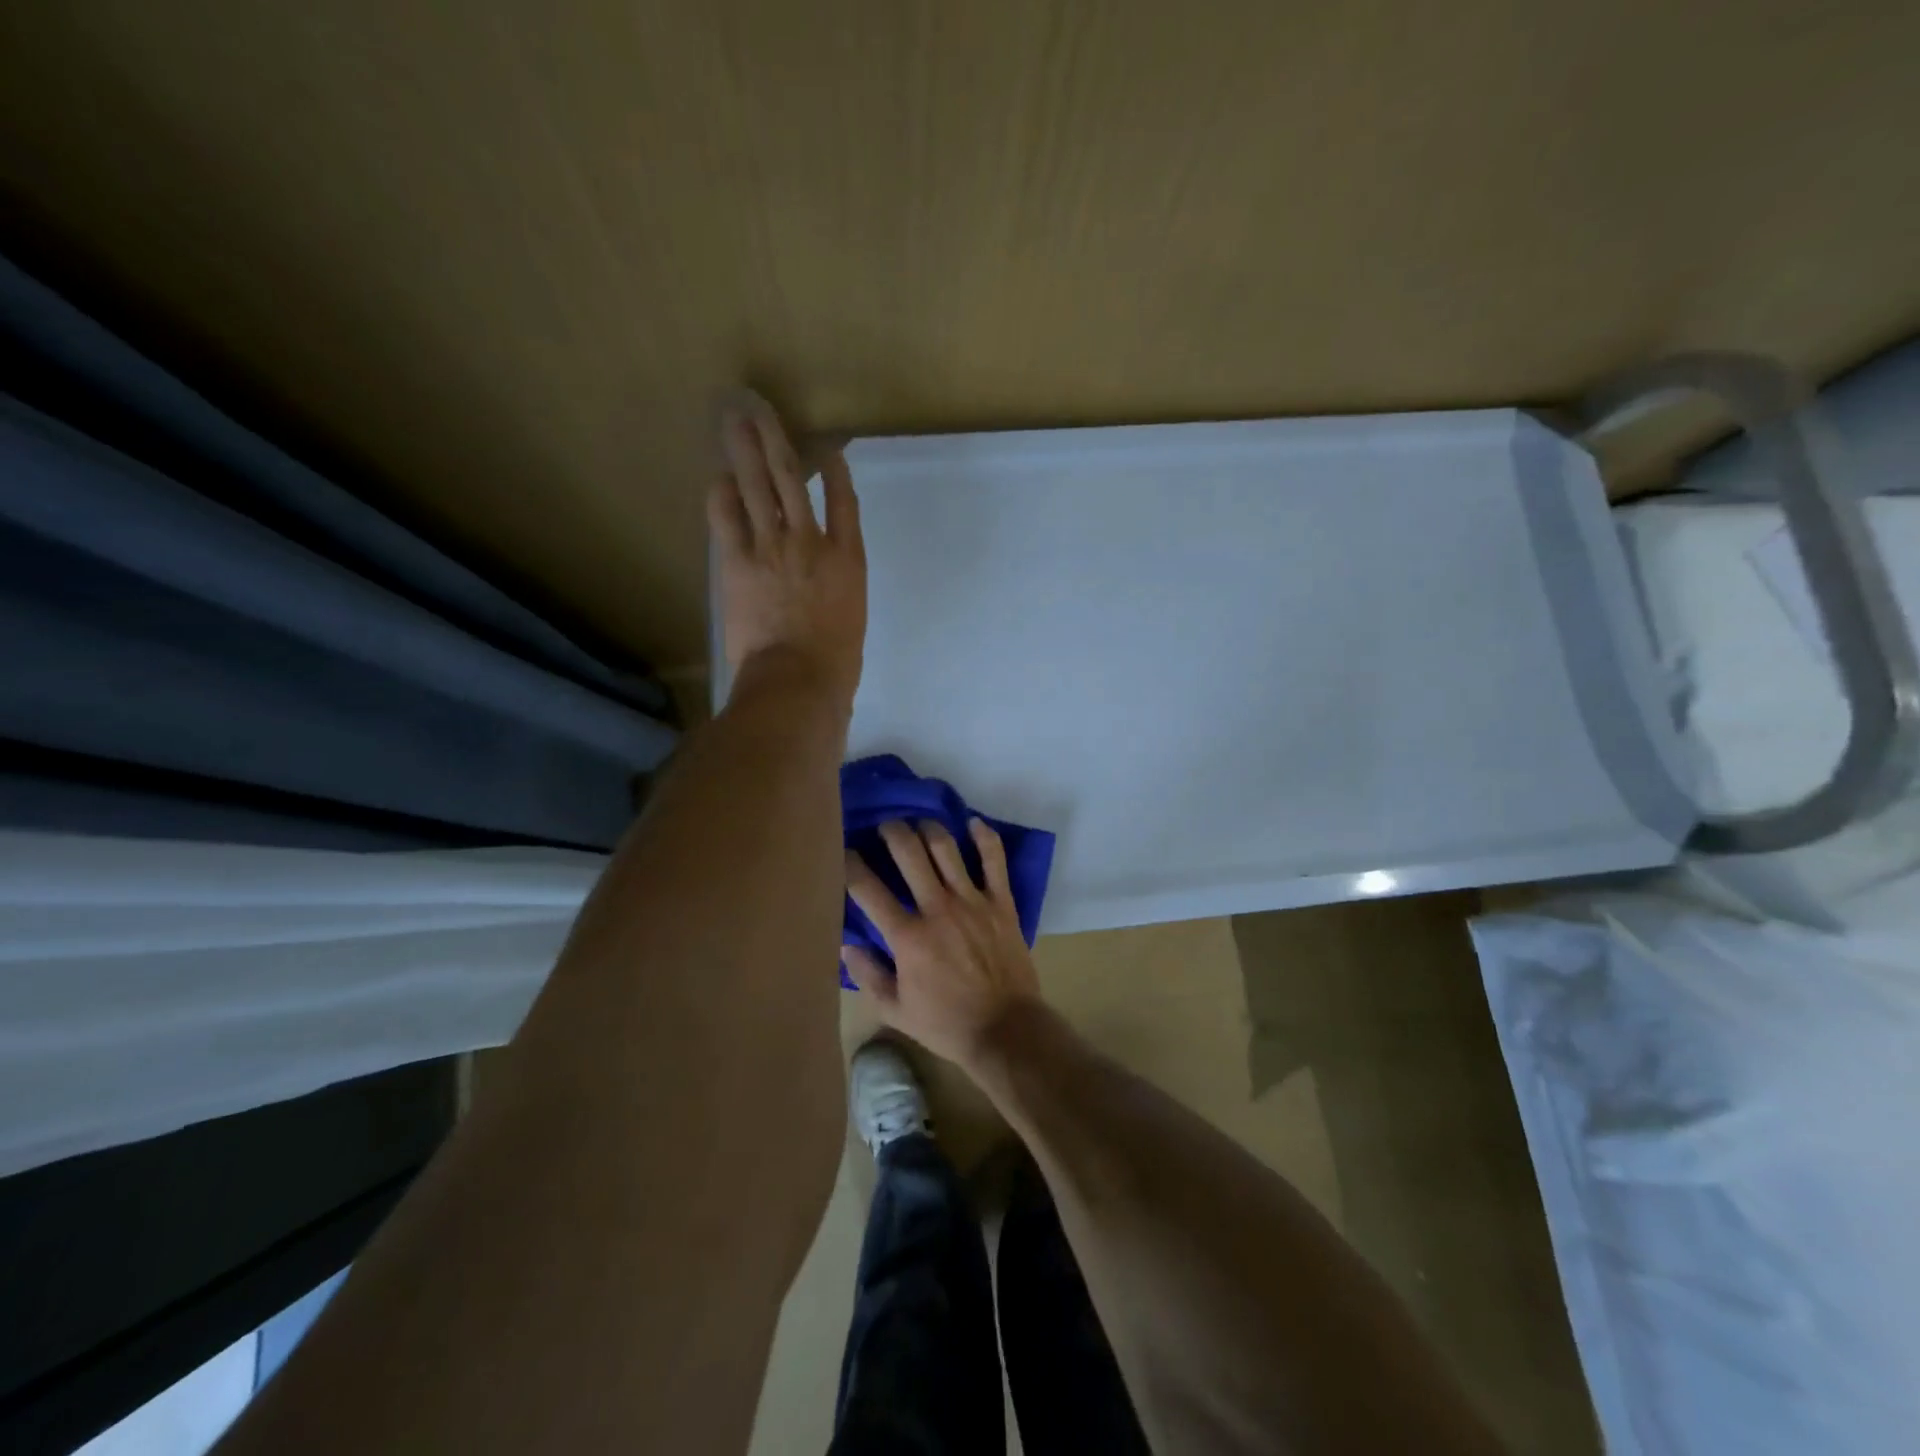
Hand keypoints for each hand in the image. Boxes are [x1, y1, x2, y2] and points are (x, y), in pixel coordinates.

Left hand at [708, 392, 865, 708]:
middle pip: (793, 479)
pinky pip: (726, 517)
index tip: (831, 449)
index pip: (845, 502)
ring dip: (744, 450)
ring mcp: (773, 547)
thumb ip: (837, 592)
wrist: (799, 679)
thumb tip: (819, 588)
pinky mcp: (738, 562)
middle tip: (761, 410)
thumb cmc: (835, 662)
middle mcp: (811, 541)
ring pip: (758, 486)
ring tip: (735, 422)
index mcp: (848, 559)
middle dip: (776, 441)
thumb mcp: (850, 620)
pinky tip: (718, 479)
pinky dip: (721, 495)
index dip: (837, 470)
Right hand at [843, 818, 1043, 1070]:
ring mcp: (972, 901)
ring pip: (946, 847)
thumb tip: (846, 945)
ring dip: (928, 828)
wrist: (1005, 1029)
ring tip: (919, 824)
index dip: (850, 864)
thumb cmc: (946, 1023)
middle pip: (908, 852)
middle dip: (891, 831)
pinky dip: (984, 836)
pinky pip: (994, 859)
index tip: (844, 852)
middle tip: (886, 827)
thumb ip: (868, 975)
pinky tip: (972, 823)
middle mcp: (937, 908)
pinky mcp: (1001, 902)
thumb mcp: (895, 1010)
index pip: (868, 889)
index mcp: (907, 936)